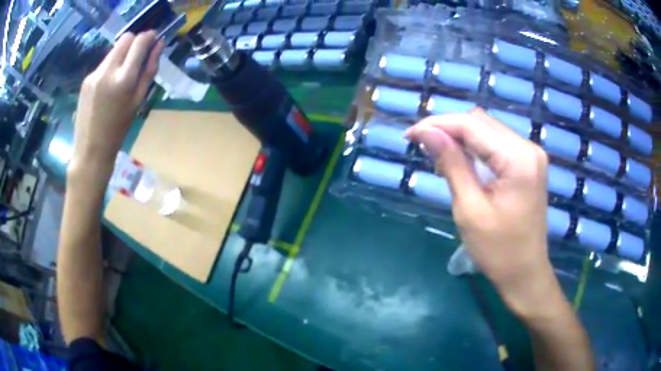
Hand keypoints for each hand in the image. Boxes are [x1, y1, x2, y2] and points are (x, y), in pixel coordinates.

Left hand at [70, 31, 163, 174]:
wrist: (90, 151)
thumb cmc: (119, 131)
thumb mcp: (138, 102)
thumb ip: (149, 70)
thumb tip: (159, 45)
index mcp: (124, 79)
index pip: (139, 41)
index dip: (149, 37)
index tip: (153, 40)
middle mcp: (108, 71)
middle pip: (125, 39)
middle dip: (134, 43)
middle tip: (137, 58)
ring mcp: (94, 74)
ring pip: (113, 50)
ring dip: (122, 55)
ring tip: (121, 77)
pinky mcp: (86, 80)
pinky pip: (103, 64)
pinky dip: (110, 67)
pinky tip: (108, 87)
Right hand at [406, 109, 555, 316]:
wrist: (525, 273)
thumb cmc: (498, 250)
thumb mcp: (470, 209)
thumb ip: (451, 164)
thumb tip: (426, 132)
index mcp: (518, 159)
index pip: (472, 125)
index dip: (437, 125)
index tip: (410, 135)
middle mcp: (528, 148)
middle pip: (481, 122)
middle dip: (448, 129)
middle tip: (422, 146)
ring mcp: (531, 154)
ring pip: (488, 130)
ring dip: (461, 137)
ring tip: (438, 154)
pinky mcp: (529, 163)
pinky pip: (497, 143)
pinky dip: (476, 147)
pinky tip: (461, 160)